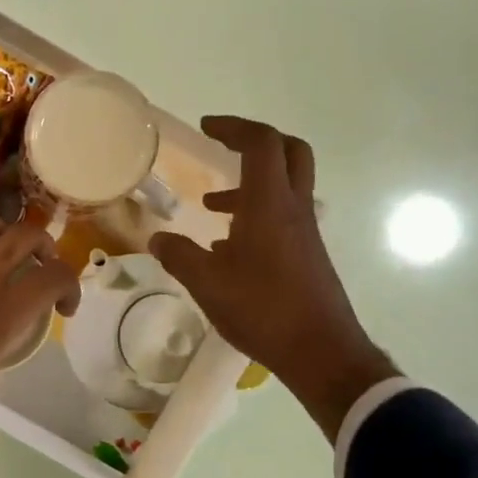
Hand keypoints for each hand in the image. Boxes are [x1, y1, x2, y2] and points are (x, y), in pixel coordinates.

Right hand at [149, 116, 396, 441]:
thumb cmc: (263, 309)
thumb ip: (180, 256)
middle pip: (288, 152)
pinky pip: (283, 217)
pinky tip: (229, 248)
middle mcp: (293, 208)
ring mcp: (305, 232)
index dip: (234, 127)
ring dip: (251, 184)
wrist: (320, 350)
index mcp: (269, 204)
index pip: (261, 144)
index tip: (207, 127)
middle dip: (255, 142)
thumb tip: (158, 240)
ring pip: (285, 188)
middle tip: (224, 148)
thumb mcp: (207, 283)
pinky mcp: (307, 255)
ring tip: (212, 207)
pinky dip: (257, 215)